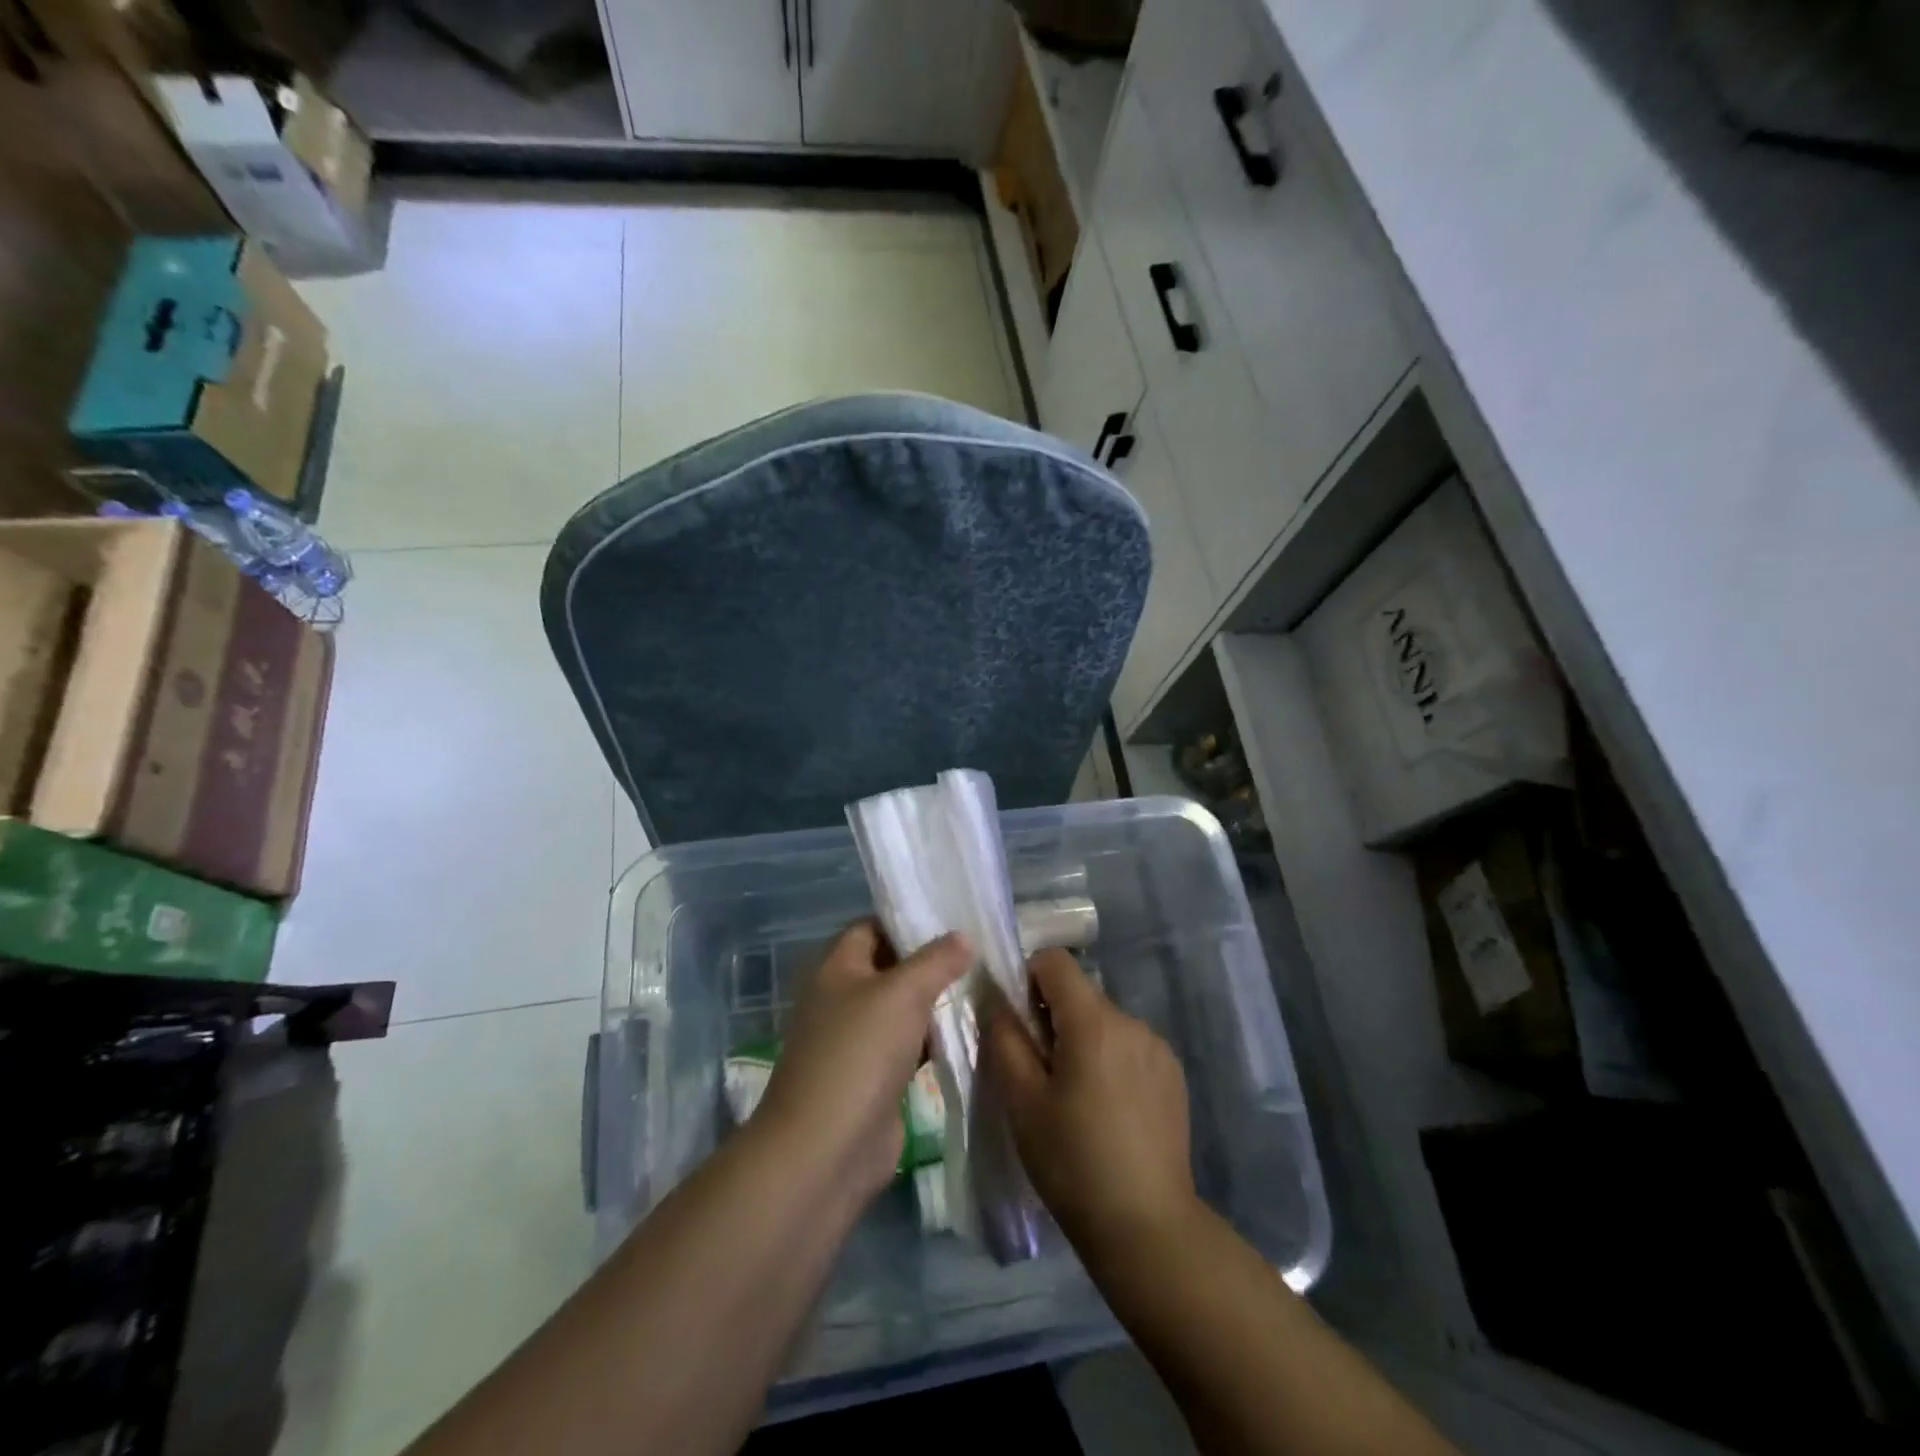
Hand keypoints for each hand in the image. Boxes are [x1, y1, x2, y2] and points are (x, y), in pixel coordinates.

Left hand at [756, 920, 969, 1200]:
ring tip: (982, 989)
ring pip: (901, 1010)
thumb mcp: (902, 993)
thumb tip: (963, 936)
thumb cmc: (859, 1053)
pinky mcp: (872, 1080)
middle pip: (889, 968)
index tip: (952, 919)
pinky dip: (932, 1042)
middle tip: (978, 954)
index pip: (871, 927)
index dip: (907, 920)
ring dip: (934, 1004)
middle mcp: (842, 999)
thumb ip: (936, 960)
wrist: (826, 1149)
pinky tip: (967, 1035)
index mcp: (836, 968)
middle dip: (929, 963)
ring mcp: (856, 1042)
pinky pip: (907, 1048)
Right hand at [985, 948, 1198, 1259]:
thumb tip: (995, 996)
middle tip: (1037, 1073)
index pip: (1054, 961)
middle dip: (1051, 1017)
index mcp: (1094, 1021)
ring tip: (1073, 1099)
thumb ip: (1004, 1037)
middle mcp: (1132, 1021)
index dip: (1027, 979)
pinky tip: (1106, 1112)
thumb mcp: (1022, 1100)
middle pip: (1079, 994)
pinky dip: (1109, 1061)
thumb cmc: (1073, 1161)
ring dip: (1081, 1041)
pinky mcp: (1172, 1075)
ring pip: (1103, 1022)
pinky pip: (1128, 1047)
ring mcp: (1158, 1048)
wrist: (1147, 1228)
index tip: (1017, 1024)